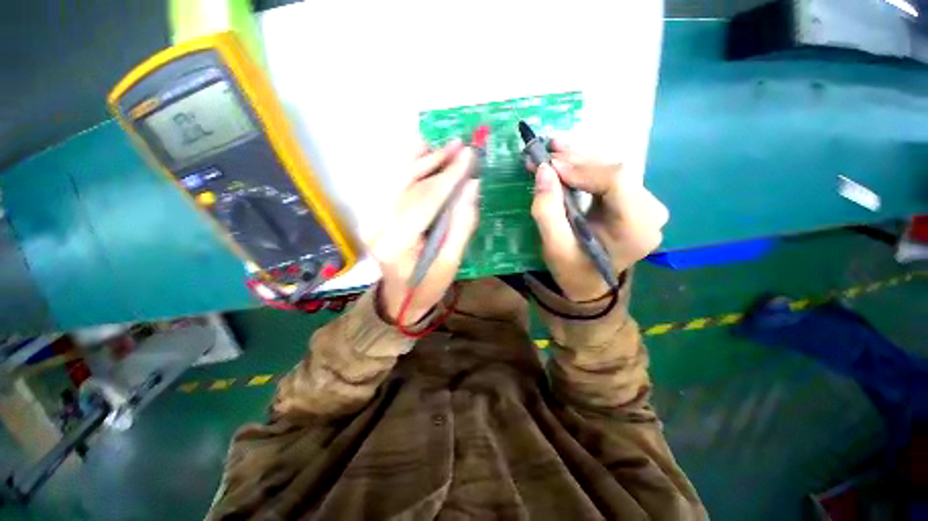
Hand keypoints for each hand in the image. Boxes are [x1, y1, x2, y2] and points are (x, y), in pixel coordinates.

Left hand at [368, 140, 480, 324]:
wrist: (398, 298)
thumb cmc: (428, 286)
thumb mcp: (451, 262)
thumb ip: (462, 223)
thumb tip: (472, 186)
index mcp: (397, 243)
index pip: (426, 200)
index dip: (449, 176)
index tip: (469, 155)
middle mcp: (376, 225)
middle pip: (408, 183)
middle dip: (436, 162)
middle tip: (459, 145)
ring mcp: (370, 217)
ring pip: (397, 178)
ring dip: (421, 159)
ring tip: (444, 146)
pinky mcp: (372, 214)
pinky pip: (391, 183)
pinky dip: (407, 167)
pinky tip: (421, 153)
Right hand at [529, 139, 668, 301]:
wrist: (589, 284)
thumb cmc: (573, 270)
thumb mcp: (554, 247)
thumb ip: (547, 211)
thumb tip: (543, 170)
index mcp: (636, 229)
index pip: (616, 181)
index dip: (581, 168)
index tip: (549, 165)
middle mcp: (650, 212)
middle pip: (615, 171)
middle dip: (576, 159)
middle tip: (545, 151)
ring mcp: (646, 204)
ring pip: (612, 168)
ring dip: (579, 158)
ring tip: (552, 150)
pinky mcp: (635, 200)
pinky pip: (610, 175)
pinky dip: (585, 166)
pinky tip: (566, 159)